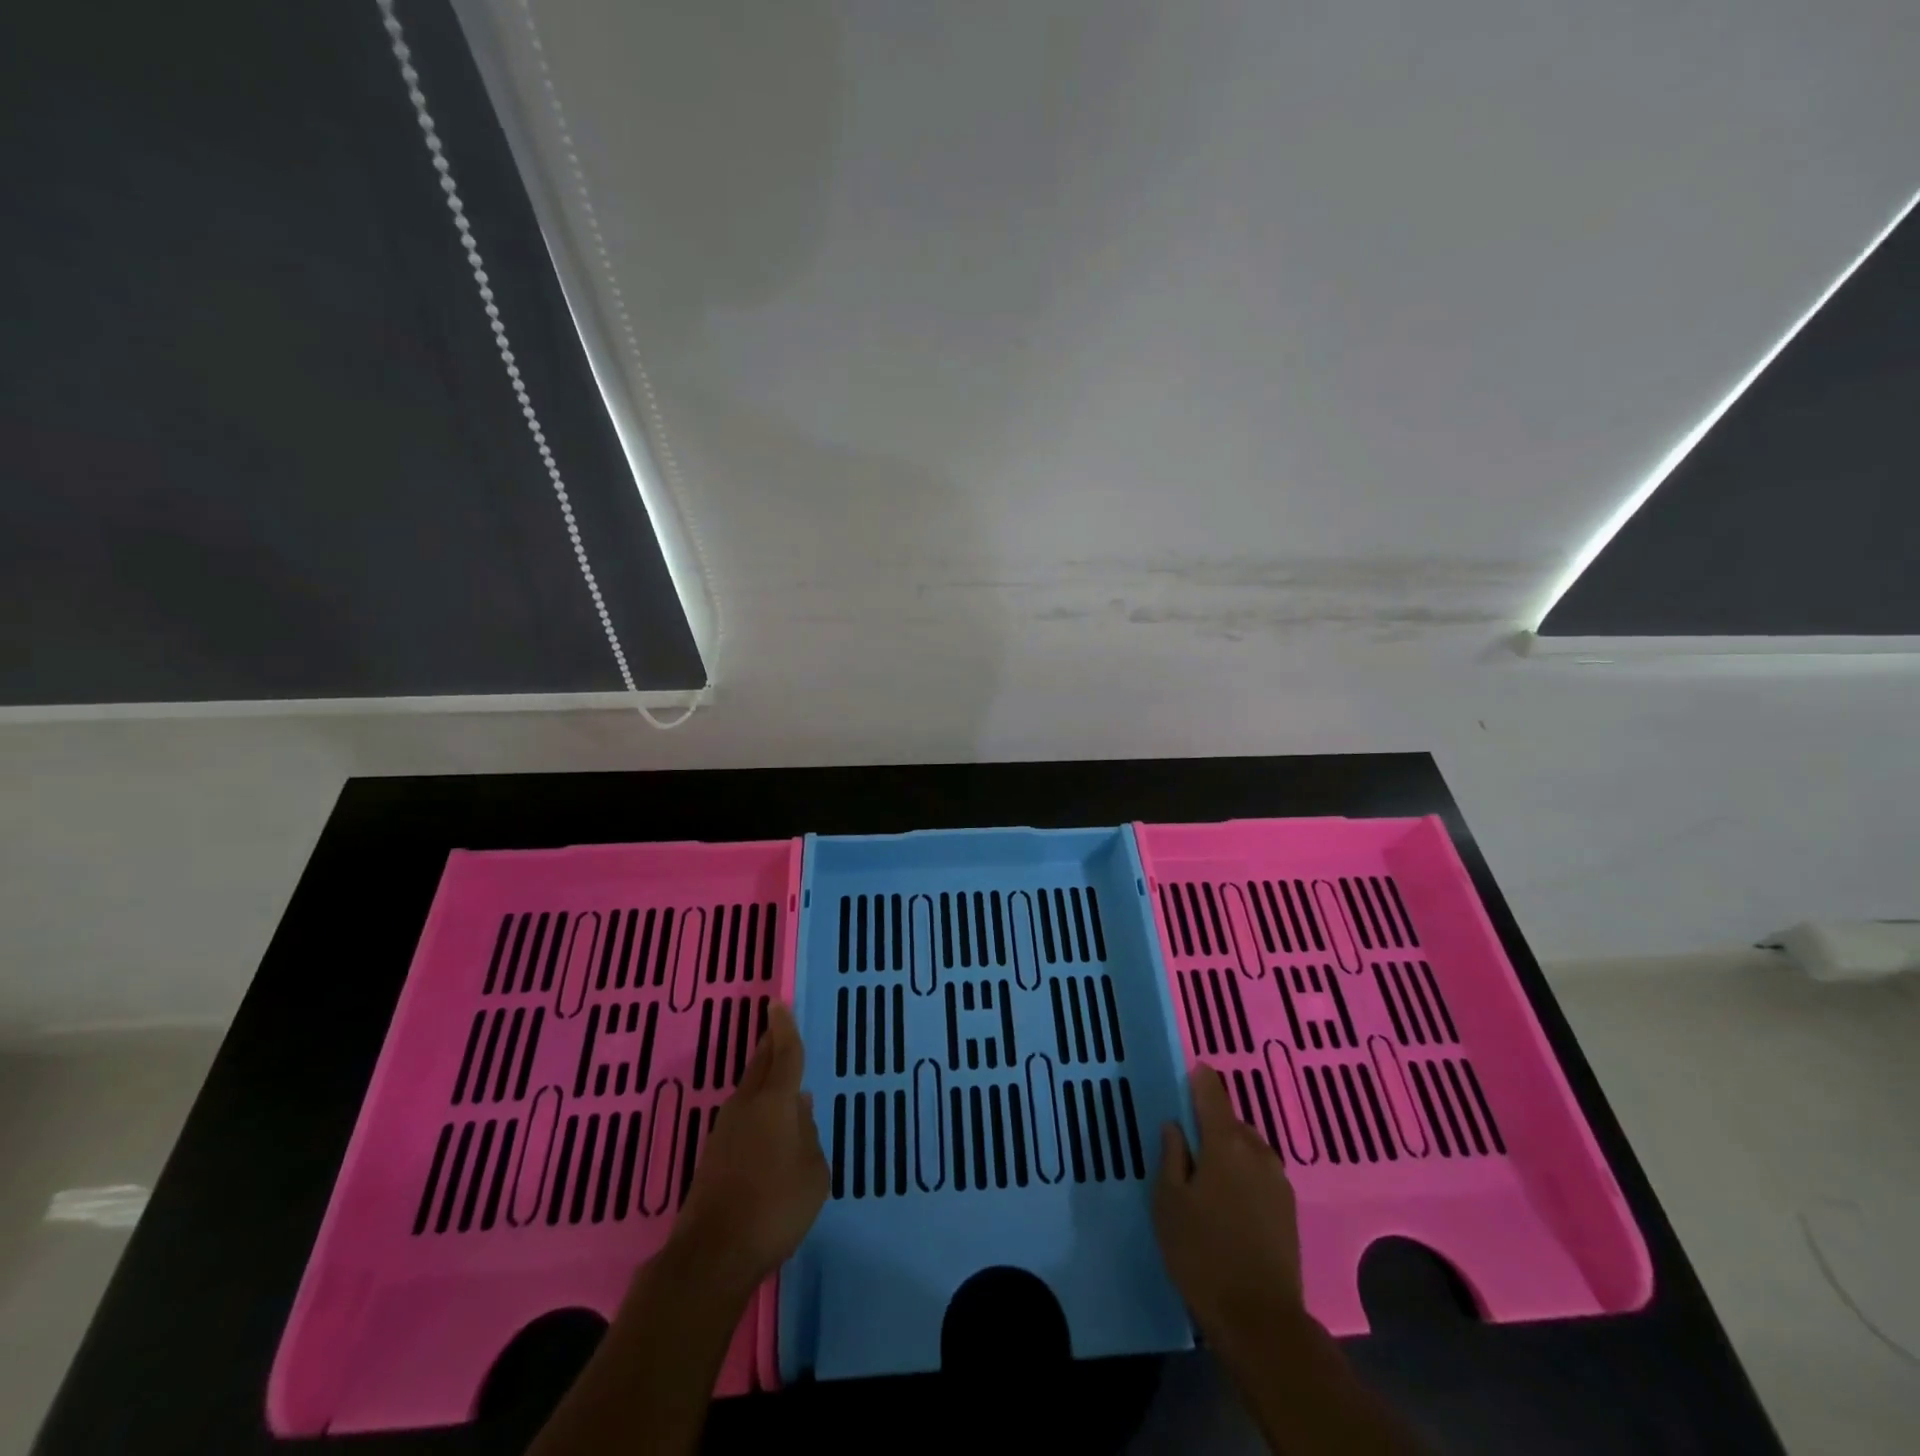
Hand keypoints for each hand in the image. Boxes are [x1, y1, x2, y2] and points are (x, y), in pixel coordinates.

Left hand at [668, 1001, 828, 1295]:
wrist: (713, 1254)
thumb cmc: (776, 1206)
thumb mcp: (814, 1171)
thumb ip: (809, 1135)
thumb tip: (799, 1111)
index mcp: (776, 1101)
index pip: (784, 1053)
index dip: (784, 1028)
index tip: (777, 1003)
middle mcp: (747, 1106)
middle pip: (761, 1066)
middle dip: (769, 1046)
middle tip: (777, 1030)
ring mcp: (725, 1131)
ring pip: (749, 1091)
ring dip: (763, 1079)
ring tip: (780, 1076)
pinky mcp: (713, 1156)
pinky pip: (742, 1118)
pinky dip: (756, 1109)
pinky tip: (766, 1126)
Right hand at [1153, 1063, 1304, 1340]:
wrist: (1260, 1320)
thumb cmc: (1202, 1253)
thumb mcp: (1168, 1202)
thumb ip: (1171, 1156)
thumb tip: (1175, 1127)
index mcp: (1225, 1143)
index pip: (1212, 1094)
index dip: (1200, 1079)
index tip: (1191, 1070)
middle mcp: (1257, 1152)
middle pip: (1231, 1122)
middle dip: (1211, 1122)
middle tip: (1188, 1138)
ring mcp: (1278, 1181)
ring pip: (1248, 1148)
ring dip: (1229, 1149)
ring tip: (1207, 1171)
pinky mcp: (1288, 1209)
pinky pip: (1260, 1172)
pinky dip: (1244, 1172)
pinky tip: (1229, 1197)